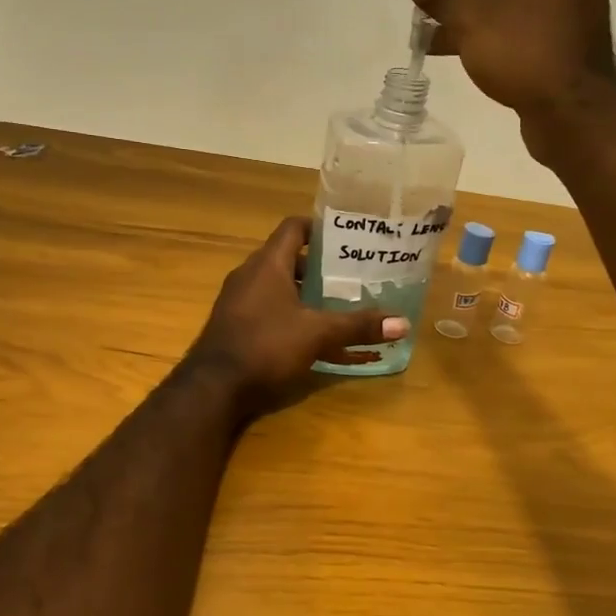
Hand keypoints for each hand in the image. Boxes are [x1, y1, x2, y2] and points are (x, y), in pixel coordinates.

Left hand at [187, 217, 407, 409]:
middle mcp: (250, 276)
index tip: (346, 237)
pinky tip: (316, 339)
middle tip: (353, 276)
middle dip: (321, 268)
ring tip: (340, 306)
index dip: (319, 228)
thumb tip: (403, 323)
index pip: (294, 228)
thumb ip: (358, 326)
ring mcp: (240, 302)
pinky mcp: (237, 327)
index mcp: (268, 264)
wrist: (213, 388)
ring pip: (281, 289)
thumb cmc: (265, 346)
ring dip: (308, 295)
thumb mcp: (317, 334)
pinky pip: (271, 313)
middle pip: (290, 259)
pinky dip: (294, 319)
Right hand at [397, 0, 615, 156]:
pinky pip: (522, 27)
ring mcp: (572, 10)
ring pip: (510, 2)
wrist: (576, 115)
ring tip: (428, 32)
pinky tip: (459, 51)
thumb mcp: (471, 19)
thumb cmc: (525, 54)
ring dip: (469, 15)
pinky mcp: (569, 44)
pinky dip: (491, 33)